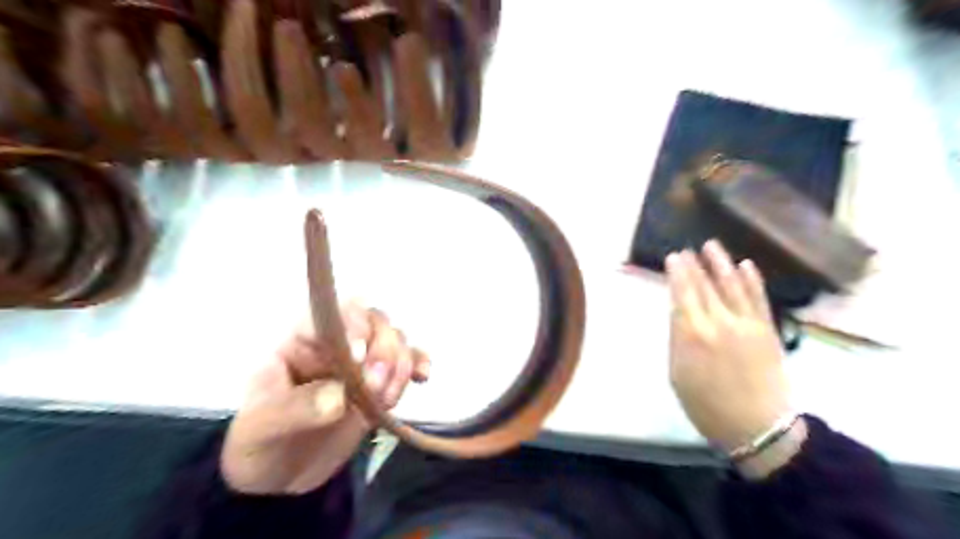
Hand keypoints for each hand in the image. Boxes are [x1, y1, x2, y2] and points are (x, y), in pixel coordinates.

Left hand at [221, 301, 431, 494]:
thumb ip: (295, 409)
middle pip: (375, 322)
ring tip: (386, 399)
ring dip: (400, 365)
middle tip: (374, 387)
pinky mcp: (382, 383)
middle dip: (383, 351)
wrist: (279, 479)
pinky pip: (409, 362)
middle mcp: (338, 344)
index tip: (356, 358)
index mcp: (302, 341)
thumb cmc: (259, 444)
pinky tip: (422, 378)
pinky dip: (419, 365)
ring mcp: (363, 363)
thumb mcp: (260, 428)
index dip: (352, 325)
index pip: (333, 313)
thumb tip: (339, 398)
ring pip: (396, 340)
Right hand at [664, 243, 790, 453]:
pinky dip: (752, 280)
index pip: (682, 294)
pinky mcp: (767, 329)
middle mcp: (719, 322)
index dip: (678, 273)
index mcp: (692, 335)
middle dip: (694, 265)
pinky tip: (745, 264)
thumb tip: (678, 312)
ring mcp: (747, 323)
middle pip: (703, 286)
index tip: (673, 257)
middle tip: (686, 249)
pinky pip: (758, 298)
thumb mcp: (677, 373)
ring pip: (731, 285)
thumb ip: (677, 338)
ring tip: (711, 245)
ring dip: (721, 263)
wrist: (758, 427)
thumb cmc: (706, 404)